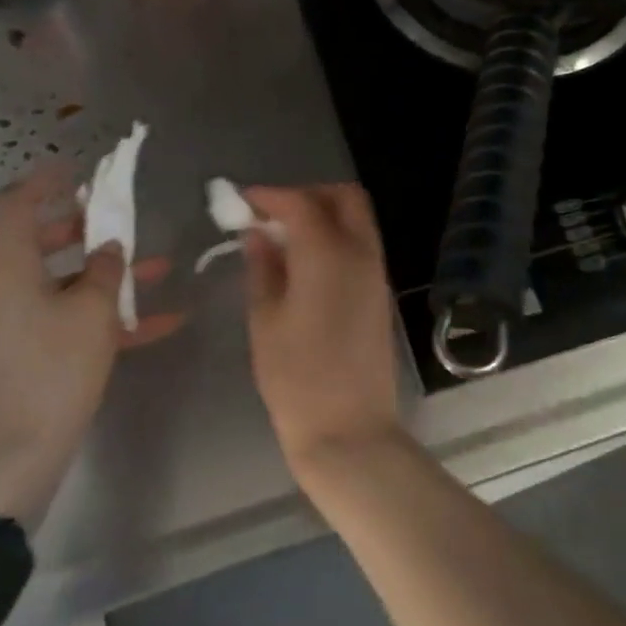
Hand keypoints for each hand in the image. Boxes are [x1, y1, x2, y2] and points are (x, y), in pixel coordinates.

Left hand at [0, 162, 181, 530]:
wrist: (18, 456)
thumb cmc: (54, 371)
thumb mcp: (92, 313)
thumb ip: (105, 271)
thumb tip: (109, 249)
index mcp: (14, 272)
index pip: (16, 208)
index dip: (43, 182)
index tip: (76, 170)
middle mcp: (13, 292)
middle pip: (43, 243)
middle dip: (84, 228)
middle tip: (119, 220)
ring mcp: (23, 326)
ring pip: (67, 283)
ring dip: (108, 274)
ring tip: (158, 267)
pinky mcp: (38, 356)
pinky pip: (76, 322)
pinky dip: (112, 317)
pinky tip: (164, 322)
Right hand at [242, 185, 403, 484]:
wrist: (350, 430)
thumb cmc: (296, 378)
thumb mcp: (265, 320)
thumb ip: (263, 268)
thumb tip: (259, 234)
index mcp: (328, 254)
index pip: (301, 203)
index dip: (270, 196)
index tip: (244, 202)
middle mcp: (360, 253)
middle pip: (344, 198)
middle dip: (308, 194)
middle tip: (273, 214)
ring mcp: (376, 272)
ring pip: (358, 219)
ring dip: (324, 214)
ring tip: (285, 238)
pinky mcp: (380, 292)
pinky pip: (361, 244)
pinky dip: (336, 237)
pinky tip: (306, 262)